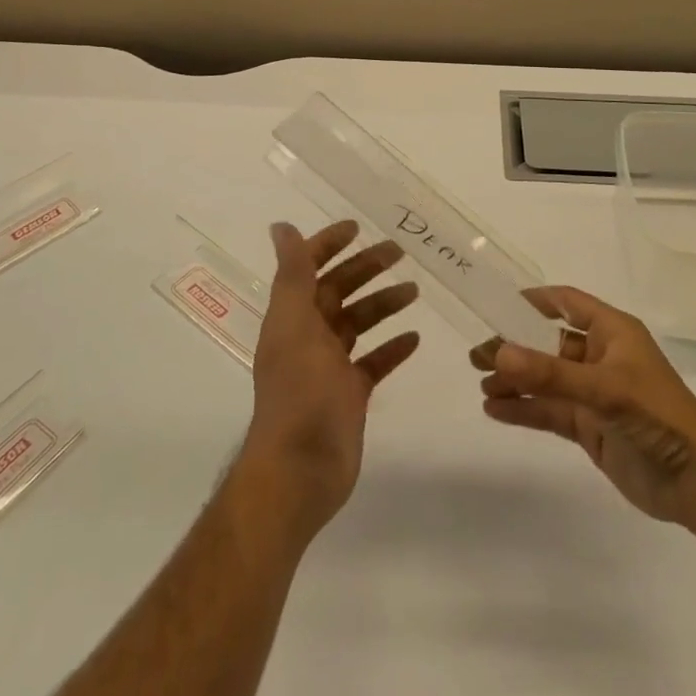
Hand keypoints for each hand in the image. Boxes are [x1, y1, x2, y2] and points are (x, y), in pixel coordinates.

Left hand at [241, 221, 420, 542]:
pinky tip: (414, 338)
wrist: (300, 469)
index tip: (358, 227)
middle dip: (366, 268)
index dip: (329, 245)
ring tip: (414, 290)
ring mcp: (330, 367)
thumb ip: (292, 275)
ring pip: (359, 323)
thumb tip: (280, 226)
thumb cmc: (298, 391)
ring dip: (384, 303)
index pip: (309, 268)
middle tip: (399, 251)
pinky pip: (374, 362)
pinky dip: (392, 348)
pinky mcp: (350, 394)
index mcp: (292, 316)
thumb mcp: (294, 324)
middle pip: (339, 290)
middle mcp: (309, 335)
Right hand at [473, 287, 695, 533]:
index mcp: (612, 332)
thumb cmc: (657, 416)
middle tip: (477, 354)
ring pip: (546, 379)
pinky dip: (524, 409)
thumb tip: (500, 352)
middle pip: (548, 344)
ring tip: (482, 384)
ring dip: (515, 380)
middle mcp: (601, 357)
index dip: (534, 301)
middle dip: (515, 347)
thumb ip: (551, 373)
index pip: (567, 303)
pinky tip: (496, 410)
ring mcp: (594, 394)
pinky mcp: (590, 427)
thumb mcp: (604, 388)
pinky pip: (550, 411)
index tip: (497, 304)